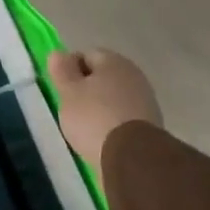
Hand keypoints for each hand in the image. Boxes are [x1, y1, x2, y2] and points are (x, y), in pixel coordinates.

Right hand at [47, 48, 161, 181]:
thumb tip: (58, 53)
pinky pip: (124, 116)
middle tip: (70, 108)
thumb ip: (62, 71)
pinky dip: (113, 122)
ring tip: (85, 126)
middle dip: (87, 89)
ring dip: (101, 106)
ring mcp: (145, 99)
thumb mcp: (68, 92)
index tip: (61, 89)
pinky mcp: (150, 124)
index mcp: (113, 61)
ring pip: (114, 96)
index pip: (86, 55)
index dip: (70, 69)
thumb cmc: (94, 117)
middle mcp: (134, 74)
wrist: (132, 156)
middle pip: (103, 76)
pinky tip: (103, 137)